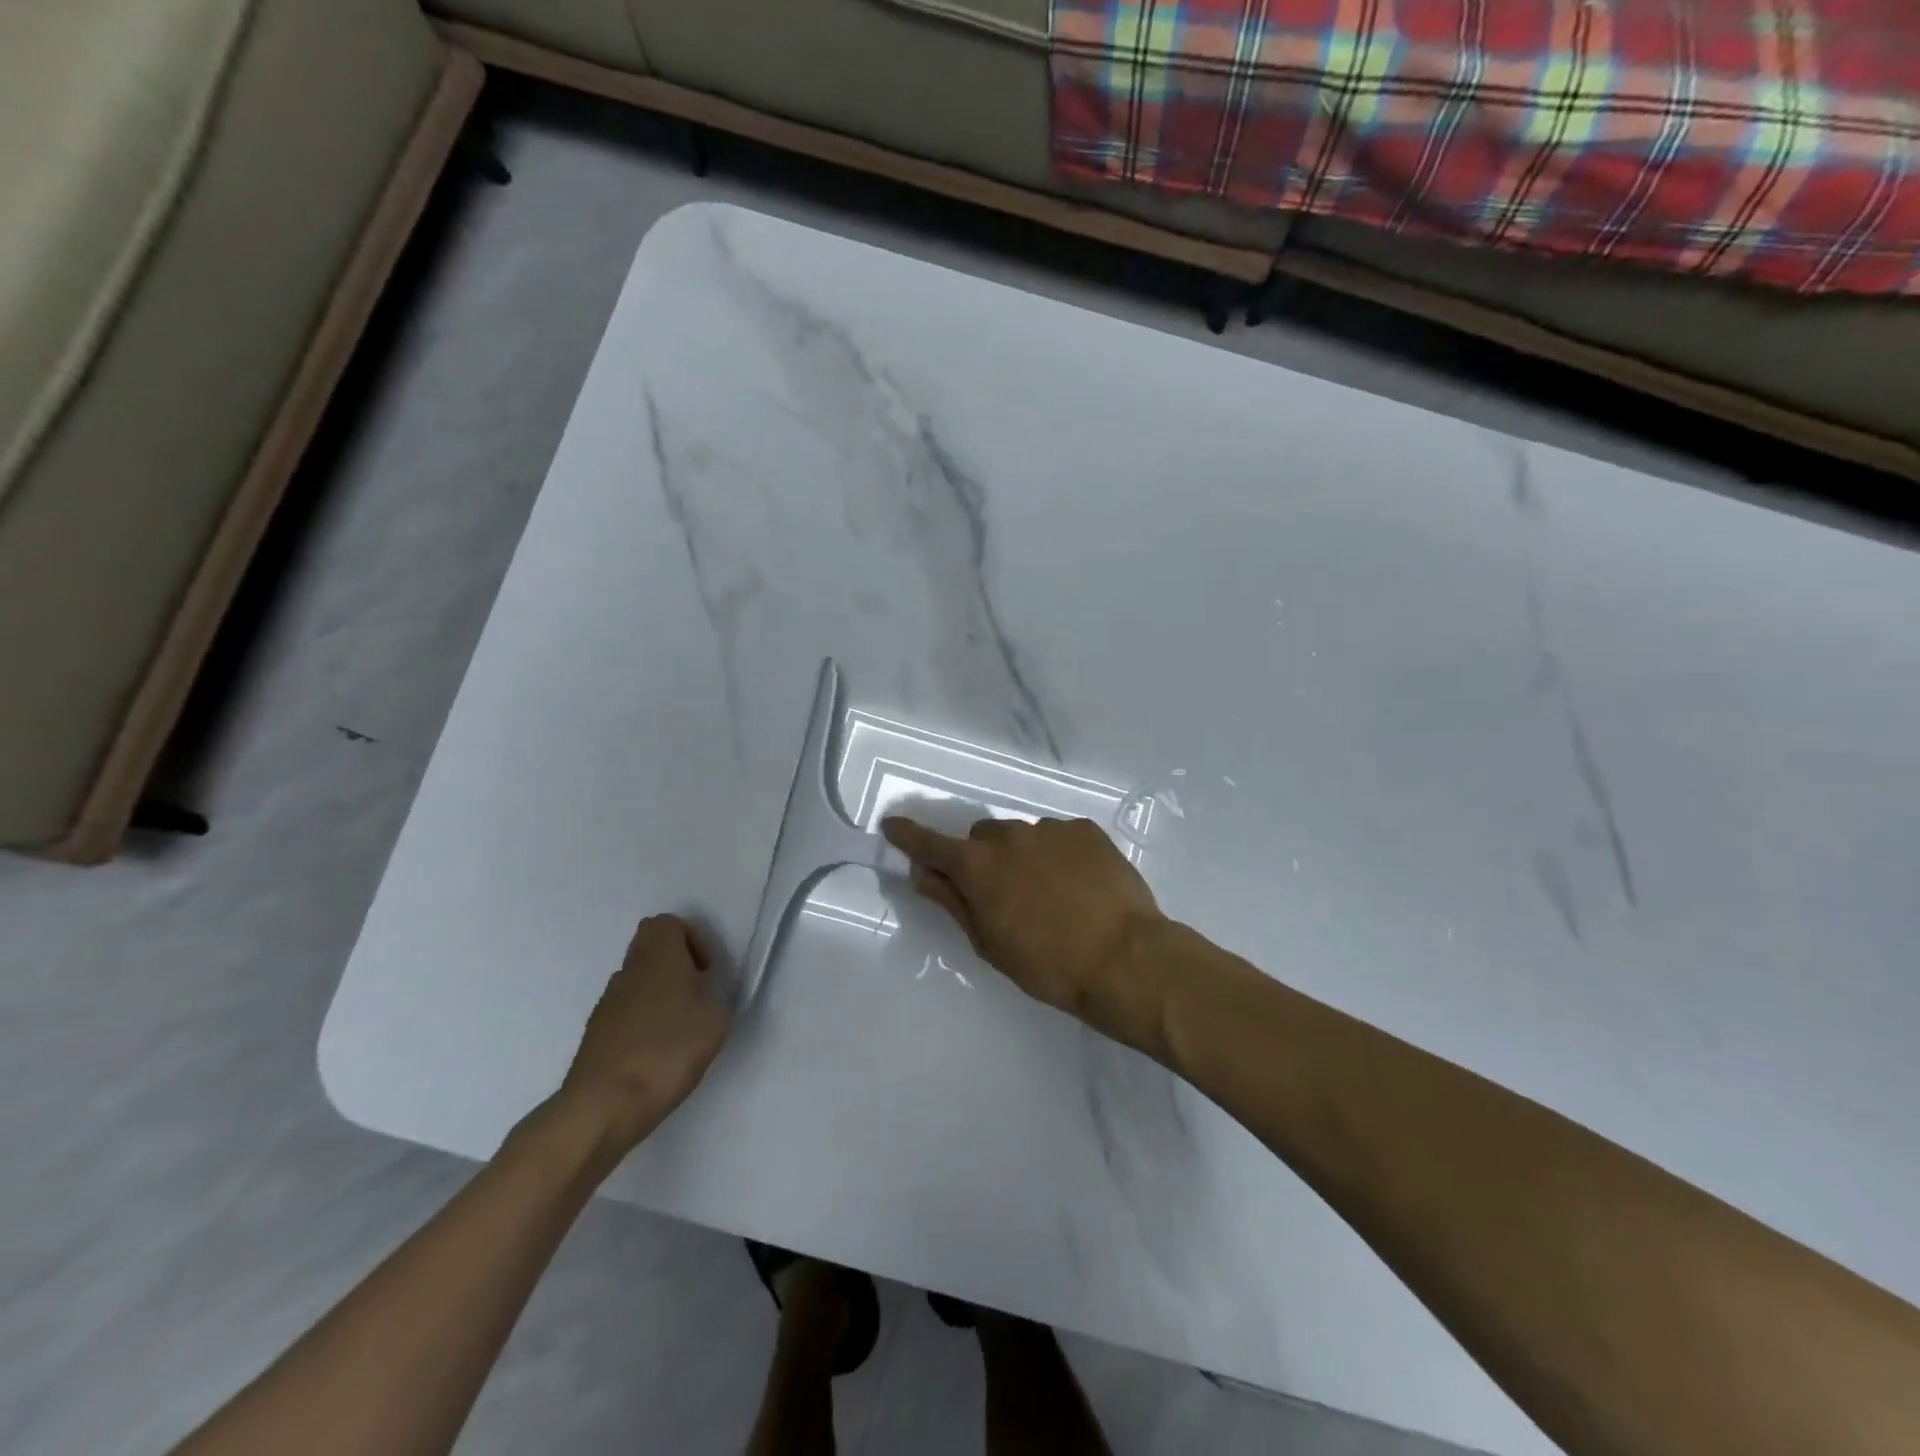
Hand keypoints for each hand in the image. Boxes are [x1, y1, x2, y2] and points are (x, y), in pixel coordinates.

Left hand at [556, 915, 733, 1160]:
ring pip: (636, 982)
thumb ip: (717, 1003)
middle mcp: (628, 972)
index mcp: (658, 959)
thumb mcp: (716, 1025)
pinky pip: (624, 1013)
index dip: (690, 938)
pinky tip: (655, 1055)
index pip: (666, 923)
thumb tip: (707, 1003)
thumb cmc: (666, 1053)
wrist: (602, 1107)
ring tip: (678, 1031)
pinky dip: (641, 1023)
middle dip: (675, 966)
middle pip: (648, 949)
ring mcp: (606, 1004)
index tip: (705, 970)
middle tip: (695, 995)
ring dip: (658, 995)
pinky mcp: (594, 1035)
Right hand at [881, 815, 1170, 1053]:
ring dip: (1023, 858)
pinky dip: (1058, 856)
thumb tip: (923, 874)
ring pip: (1022, 838)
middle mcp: (1009, 836)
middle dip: (981, 861)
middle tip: (1001, 895)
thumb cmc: (1048, 964)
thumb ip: (953, 902)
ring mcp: (1051, 829)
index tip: (893, 825)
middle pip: (981, 840)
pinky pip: (1058, 838)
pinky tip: (1079, 886)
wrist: (1126, 959)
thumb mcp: (989, 942)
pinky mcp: (1086, 830)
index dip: (909, 836)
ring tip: (1051, 896)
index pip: (930, 845)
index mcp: (978, 866)